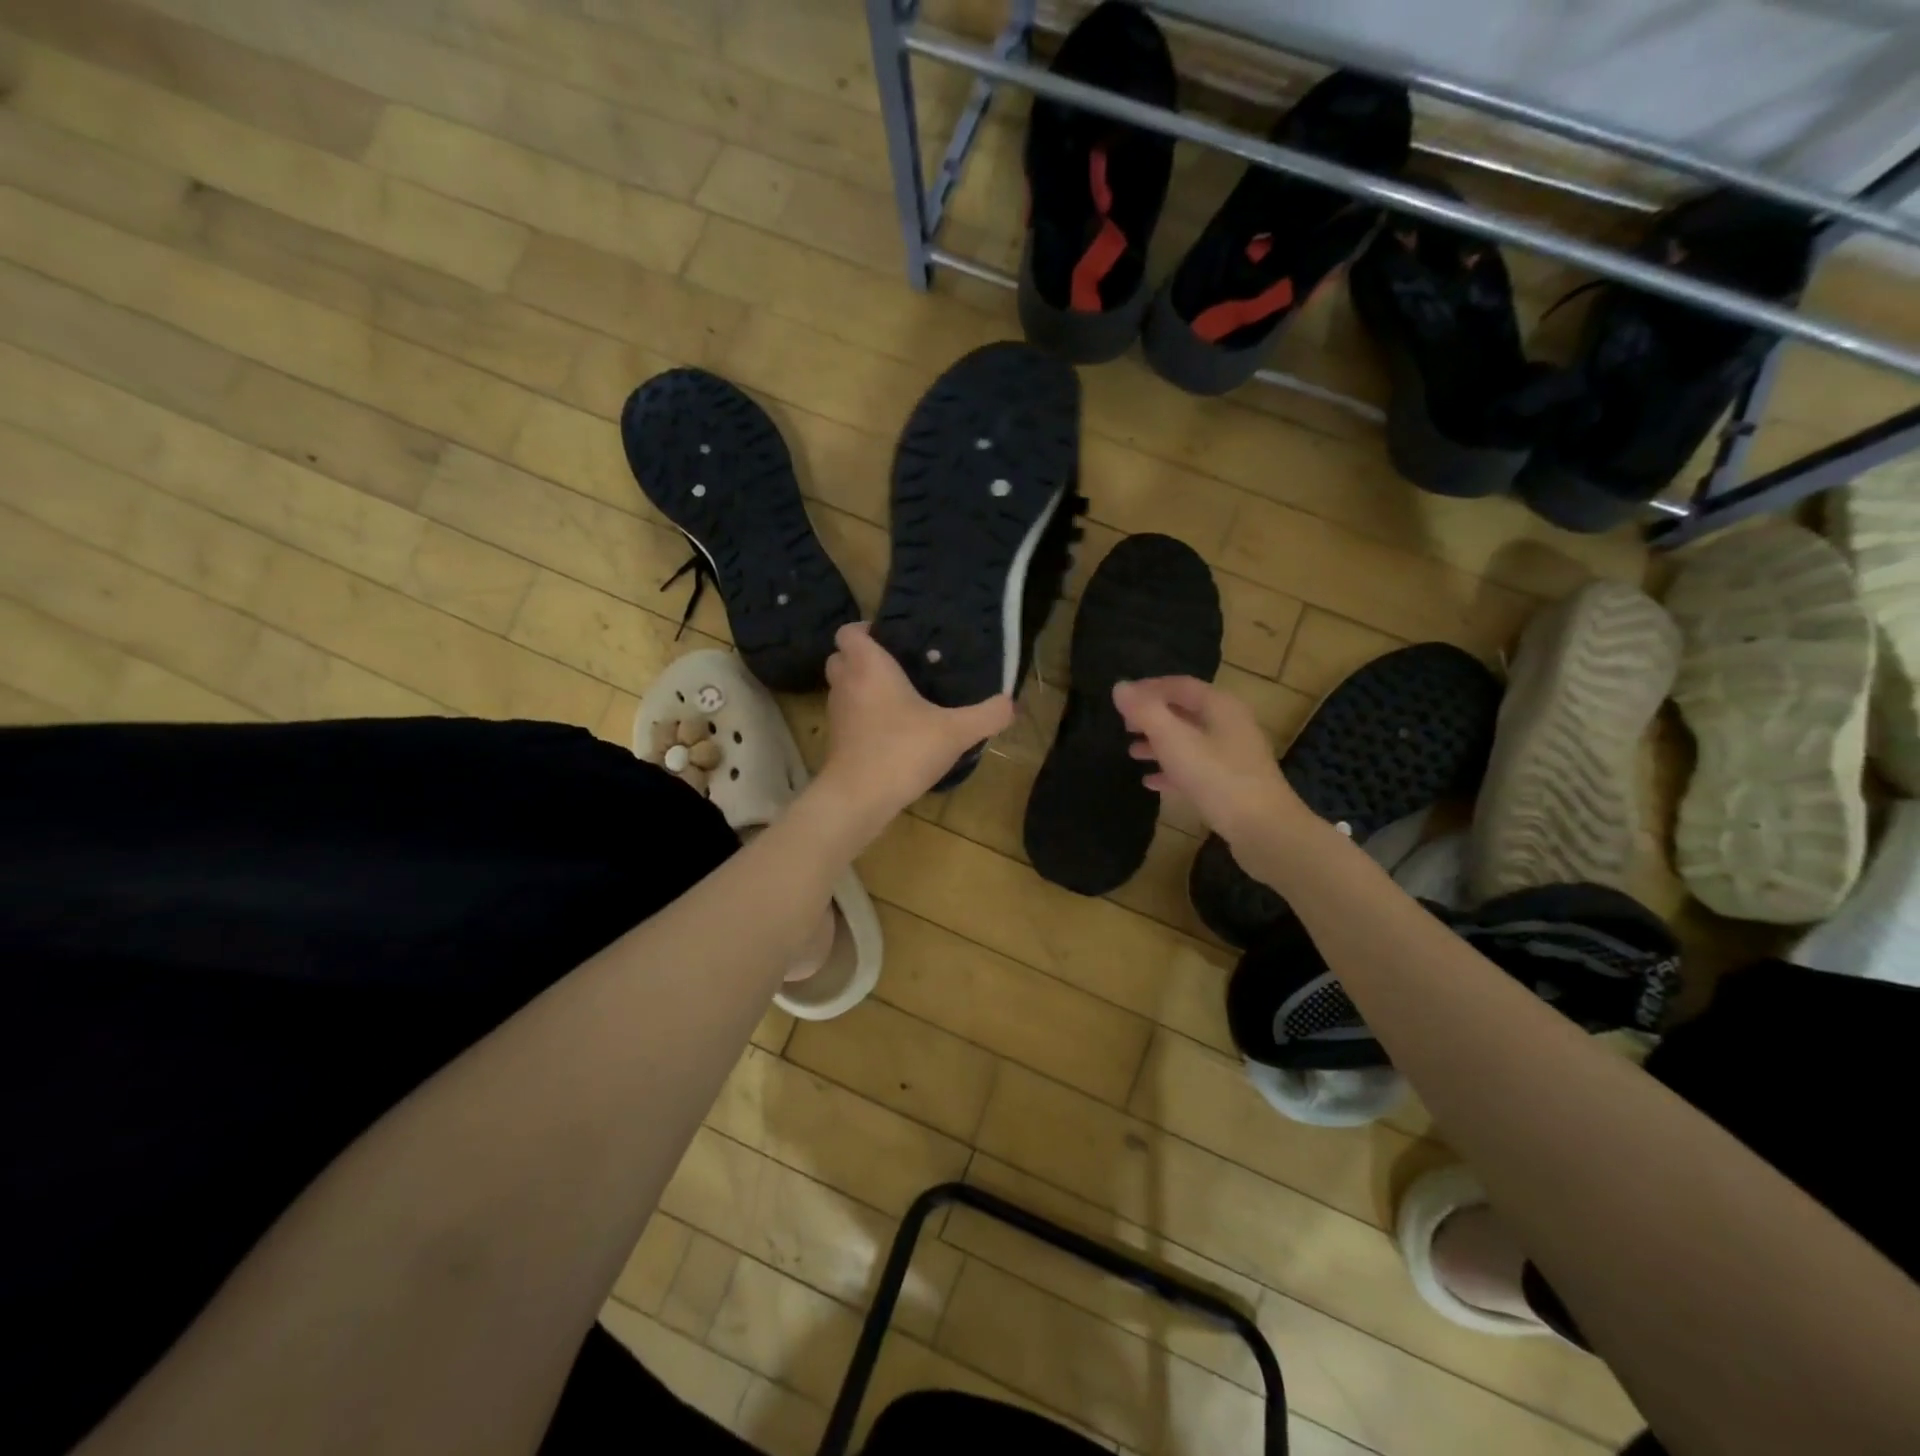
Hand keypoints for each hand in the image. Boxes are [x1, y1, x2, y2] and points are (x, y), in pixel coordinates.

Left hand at [816, 623, 1013, 827]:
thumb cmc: (903, 750)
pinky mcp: (836, 739)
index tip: (894, 640)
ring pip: (843, 686)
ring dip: (862, 687)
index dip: (866, 630)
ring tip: (897, 697)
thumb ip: (987, 715)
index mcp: (868, 667)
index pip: (849, 632)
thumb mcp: (955, 732)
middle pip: (841, 656)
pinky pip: (847, 715)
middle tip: (897, 667)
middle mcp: (846, 683)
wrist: (859, 797)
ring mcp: (837, 713)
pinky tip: (891, 729)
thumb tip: (1012, 704)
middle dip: (863, 658)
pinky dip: (862, 715)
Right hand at [1113, 677, 1315, 851]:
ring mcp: (1233, 755)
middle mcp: (1230, 724)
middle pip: (1185, 711)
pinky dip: (1172, 769)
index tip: (1121, 699)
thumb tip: (1120, 686)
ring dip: (1159, 744)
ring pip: (1189, 740)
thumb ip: (1145, 712)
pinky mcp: (1231, 783)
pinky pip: (1196, 767)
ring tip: (1132, 753)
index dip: (1148, 688)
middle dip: (1153, 717)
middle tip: (1124, 726)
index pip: (1179, 685)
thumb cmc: (1217, 777)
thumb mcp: (1174, 740)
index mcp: (1220, 706)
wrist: (1263, 829)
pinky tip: (1151, 782)